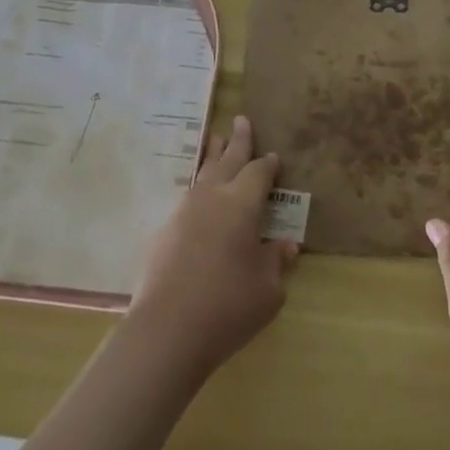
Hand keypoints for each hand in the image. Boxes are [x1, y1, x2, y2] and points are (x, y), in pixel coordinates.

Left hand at [128, 115, 299, 379]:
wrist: (167, 330)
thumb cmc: (228, 306)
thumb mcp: (268, 290)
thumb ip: (276, 262)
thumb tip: (285, 245)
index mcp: (242, 204)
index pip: (259, 173)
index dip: (268, 164)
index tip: (274, 156)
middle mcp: (212, 197)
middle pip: (228, 160)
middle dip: (238, 140)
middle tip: (241, 119)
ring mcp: (184, 211)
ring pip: (203, 173)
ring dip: (213, 155)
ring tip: (216, 140)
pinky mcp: (164, 231)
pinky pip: (188, 197)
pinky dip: (198, 187)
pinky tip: (198, 195)